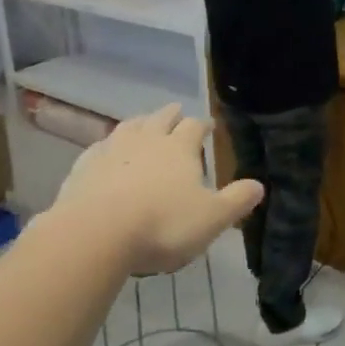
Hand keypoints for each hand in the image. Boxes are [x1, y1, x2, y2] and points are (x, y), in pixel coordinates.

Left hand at [50, 105, 263, 276]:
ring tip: (144, 123)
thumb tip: (259, 185)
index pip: (195, 127)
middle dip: (172, 115)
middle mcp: (146, 139)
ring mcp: (112, 149)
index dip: (203, 125)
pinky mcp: (85, 165)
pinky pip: (100, 147)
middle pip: (161, 118)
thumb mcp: (211, 218)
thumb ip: (236, 201)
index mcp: (179, 148)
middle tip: (177, 113)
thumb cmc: (162, 224)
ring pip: (130, 126)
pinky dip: (108, 145)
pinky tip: (107, 152)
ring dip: (140, 122)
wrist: (96, 232)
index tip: (208, 126)